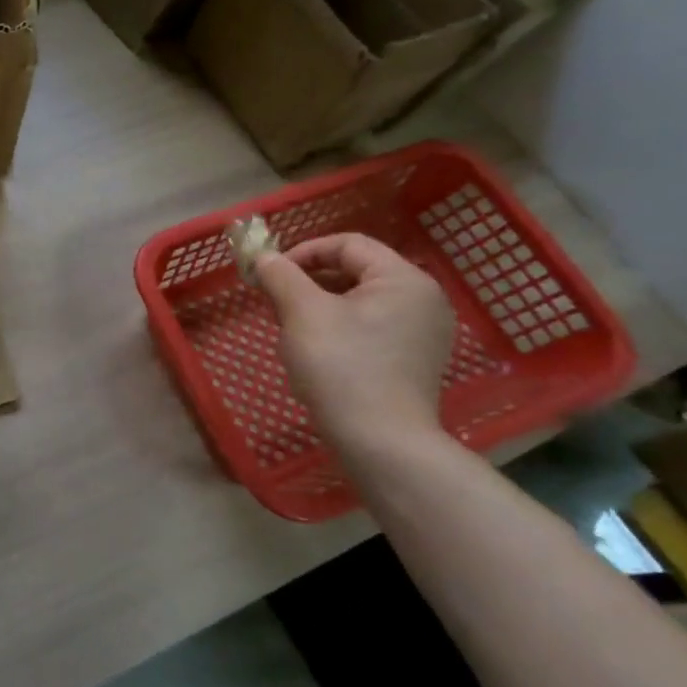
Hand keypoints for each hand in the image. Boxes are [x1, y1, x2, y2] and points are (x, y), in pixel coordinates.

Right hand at [254, 232, 454, 450]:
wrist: (381, 442)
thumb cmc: (342, 366)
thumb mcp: (302, 312)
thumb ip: (280, 275)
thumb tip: (263, 256)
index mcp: (404, 279)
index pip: (347, 244)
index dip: (303, 252)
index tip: (270, 274)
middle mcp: (423, 300)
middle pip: (355, 270)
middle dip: (308, 280)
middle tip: (275, 301)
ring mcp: (423, 332)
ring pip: (359, 299)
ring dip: (319, 304)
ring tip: (291, 326)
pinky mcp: (414, 359)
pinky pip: (371, 325)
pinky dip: (339, 326)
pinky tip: (316, 349)